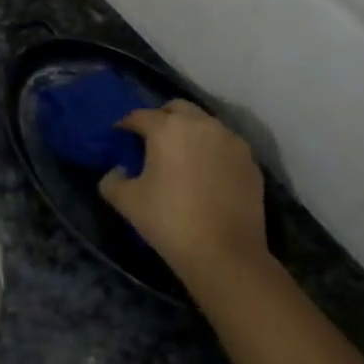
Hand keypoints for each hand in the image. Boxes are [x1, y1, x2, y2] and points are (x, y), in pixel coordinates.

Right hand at [99, 100, 269, 288]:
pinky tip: (206, 175)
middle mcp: (202, 125)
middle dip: (162, 119)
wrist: (225, 254)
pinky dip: (212, 152)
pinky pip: (225, 146)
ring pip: (205, 125)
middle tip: (152, 142)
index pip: (140, 115)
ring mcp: (232, 141)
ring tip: (181, 158)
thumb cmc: (170, 221)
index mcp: (168, 128)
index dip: (126, 125)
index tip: (119, 137)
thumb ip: (112, 180)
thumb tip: (117, 171)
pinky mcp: (251, 162)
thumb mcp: (127, 201)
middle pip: (177, 109)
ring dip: (190, 133)